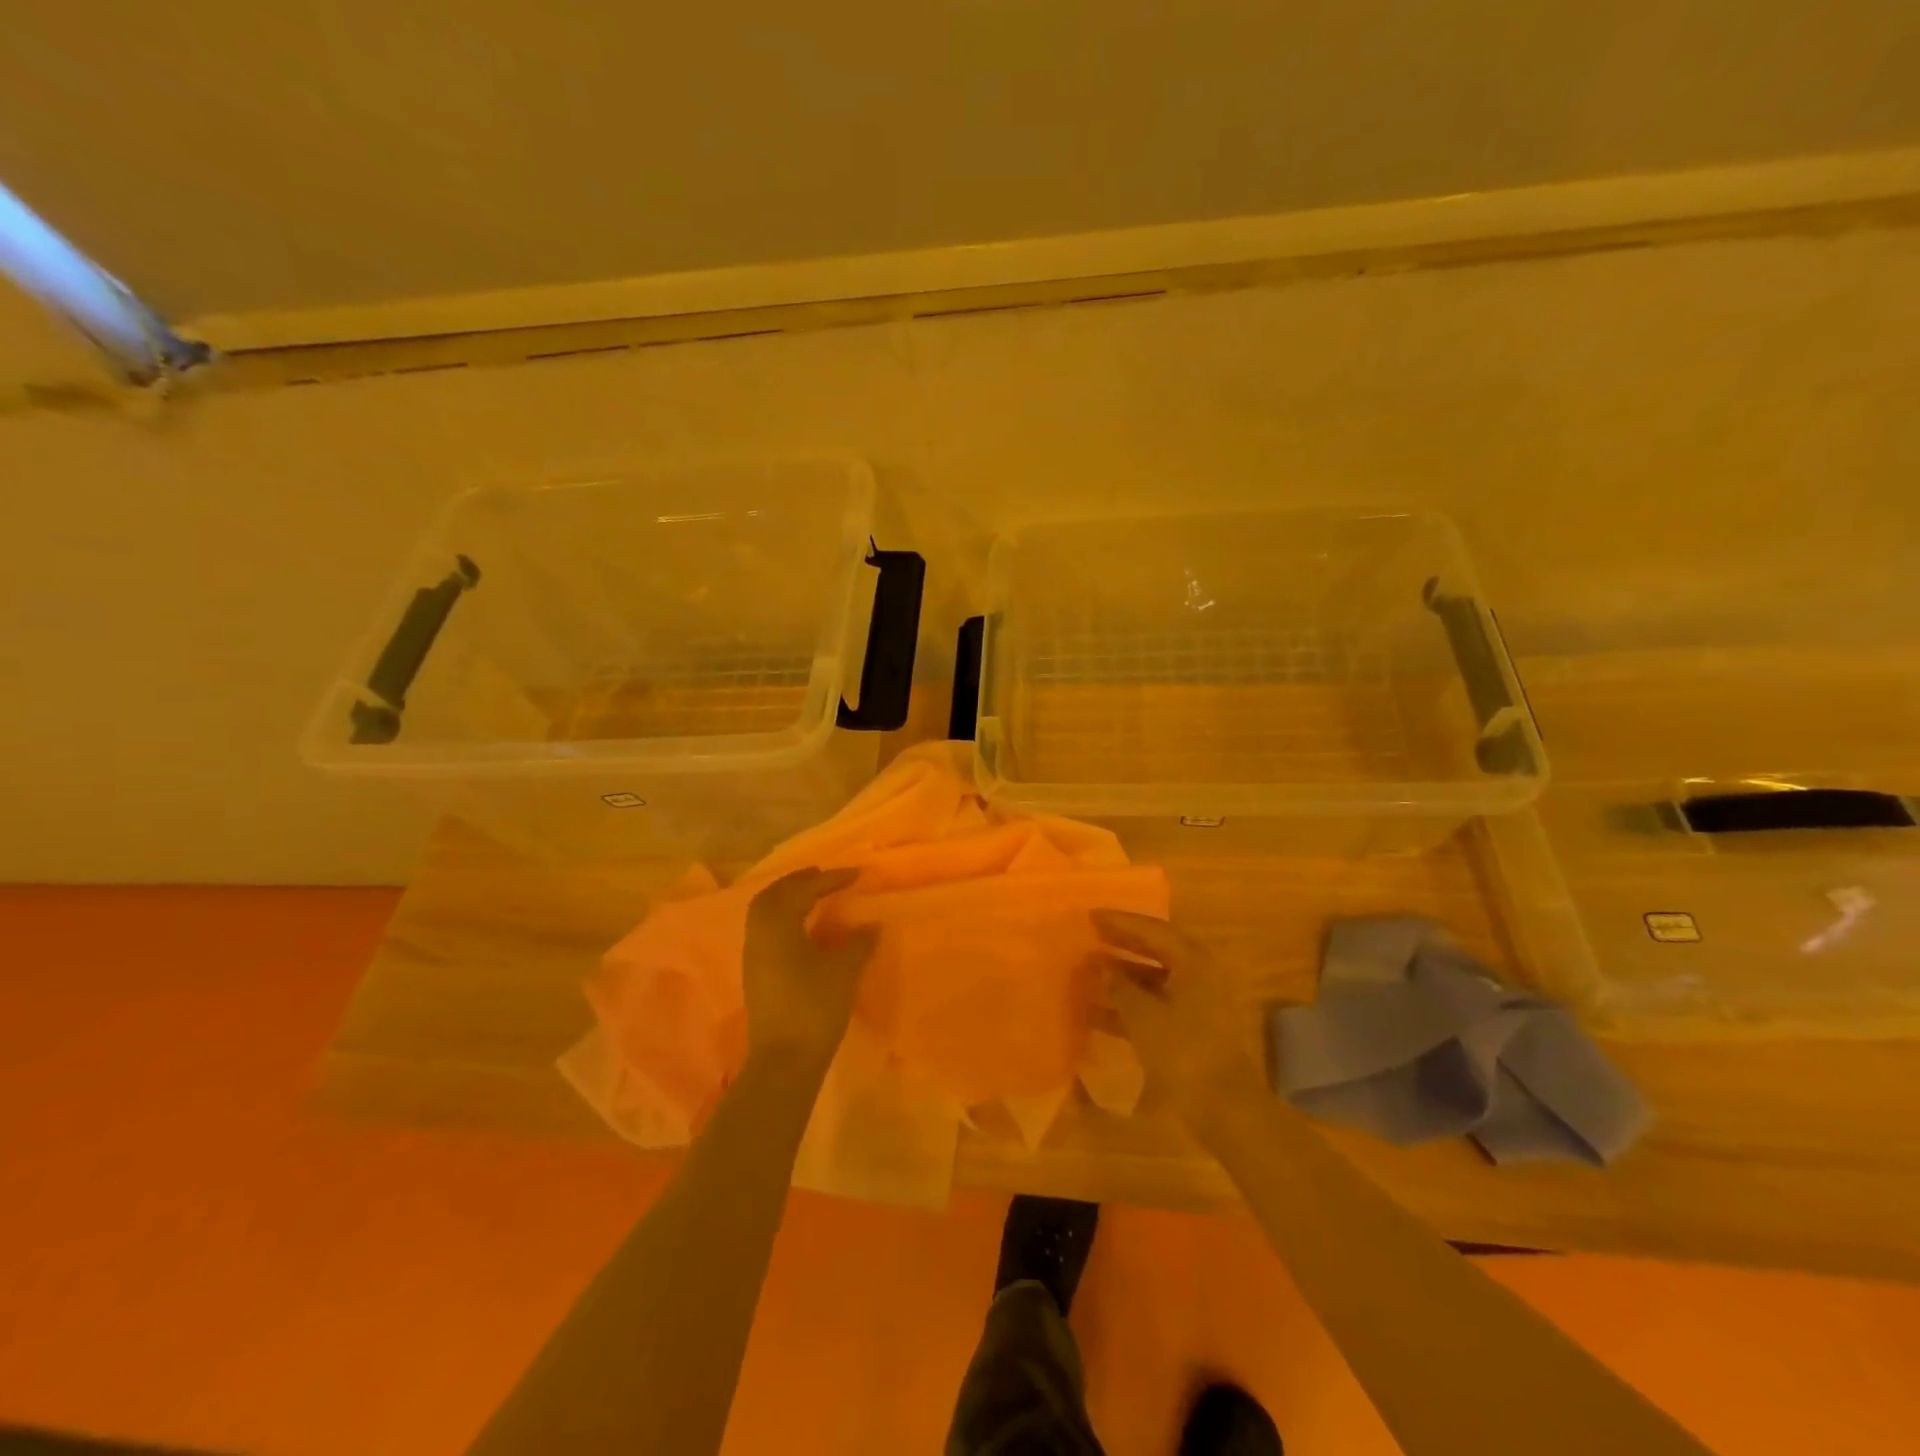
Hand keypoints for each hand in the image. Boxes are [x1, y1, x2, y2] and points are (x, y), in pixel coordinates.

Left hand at [742, 867, 877, 1076]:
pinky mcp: (756, 974)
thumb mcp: (844, 970)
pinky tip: (805, 929)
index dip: (830, 879)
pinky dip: (784, 919)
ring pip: (766, 913)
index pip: (803, 889)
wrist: (785, 1061)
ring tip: (815, 898)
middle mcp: (758, 934)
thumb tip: (871, 925)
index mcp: (777, 924)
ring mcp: (753, 955)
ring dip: (789, 899)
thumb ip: (859, 942)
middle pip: (774, 895)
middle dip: (799, 882)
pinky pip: (766, 931)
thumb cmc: (814, 1007)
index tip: (856, 874)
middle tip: (825, 877)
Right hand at [1093, 911, 1267, 1126]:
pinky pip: (1154, 1004)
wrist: (1224, 1108)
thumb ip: (1118, 986)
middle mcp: (1198, 974)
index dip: (1120, 922)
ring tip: (1087, 973)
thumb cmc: (1183, 1051)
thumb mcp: (1143, 1015)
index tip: (1090, 915)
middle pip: (1155, 950)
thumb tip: (1100, 966)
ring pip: (1153, 979)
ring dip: (1122, 976)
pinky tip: (1098, 1012)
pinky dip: (1129, 1004)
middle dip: (1121, 944)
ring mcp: (1196, 1002)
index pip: (1152, 930)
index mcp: (1192, 961)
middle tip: (1089, 936)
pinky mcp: (1190, 1029)